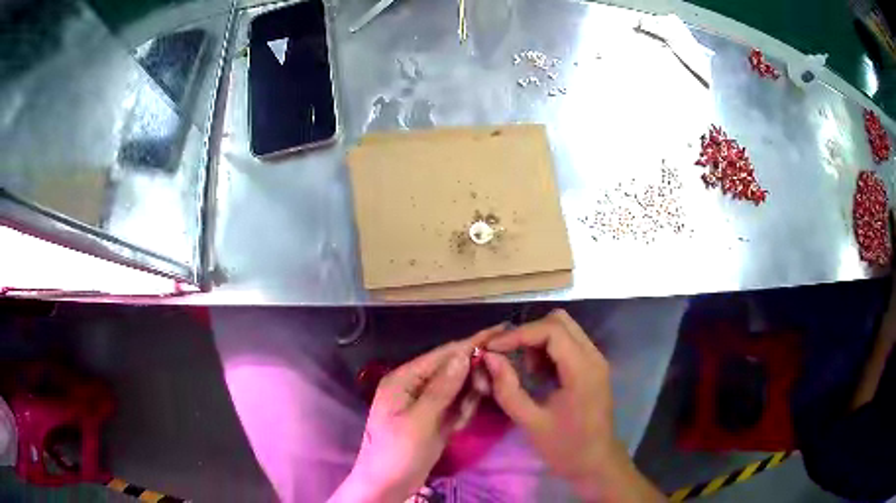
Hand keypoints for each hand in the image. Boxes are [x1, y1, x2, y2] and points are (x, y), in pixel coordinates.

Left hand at [331, 325, 504, 502]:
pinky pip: (456, 405)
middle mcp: (415, 385)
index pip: (443, 354)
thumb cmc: (397, 453)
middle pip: (452, 369)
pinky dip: (462, 412)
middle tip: (487, 389)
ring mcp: (425, 403)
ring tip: (461, 419)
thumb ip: (442, 388)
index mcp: (404, 379)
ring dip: (467, 399)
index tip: (500, 331)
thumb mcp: (419, 421)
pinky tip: (457, 426)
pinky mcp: (434, 418)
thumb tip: (463, 355)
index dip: (471, 343)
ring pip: (458, 388)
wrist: (386, 486)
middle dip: (472, 377)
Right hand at [484, 310, 663, 501]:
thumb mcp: (531, 422)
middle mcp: (593, 357)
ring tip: (522, 368)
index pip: (551, 330)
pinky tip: (536, 373)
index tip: (492, 348)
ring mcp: (595, 360)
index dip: (518, 334)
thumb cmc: (565, 447)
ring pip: (565, 329)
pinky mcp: (592, 368)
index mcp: (582, 369)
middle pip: (560, 321)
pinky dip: (548, 349)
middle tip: (506, 354)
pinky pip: (568, 344)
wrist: (596, 463)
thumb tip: (489, 357)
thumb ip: (508, 389)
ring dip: (538, 340)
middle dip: (528, 333)